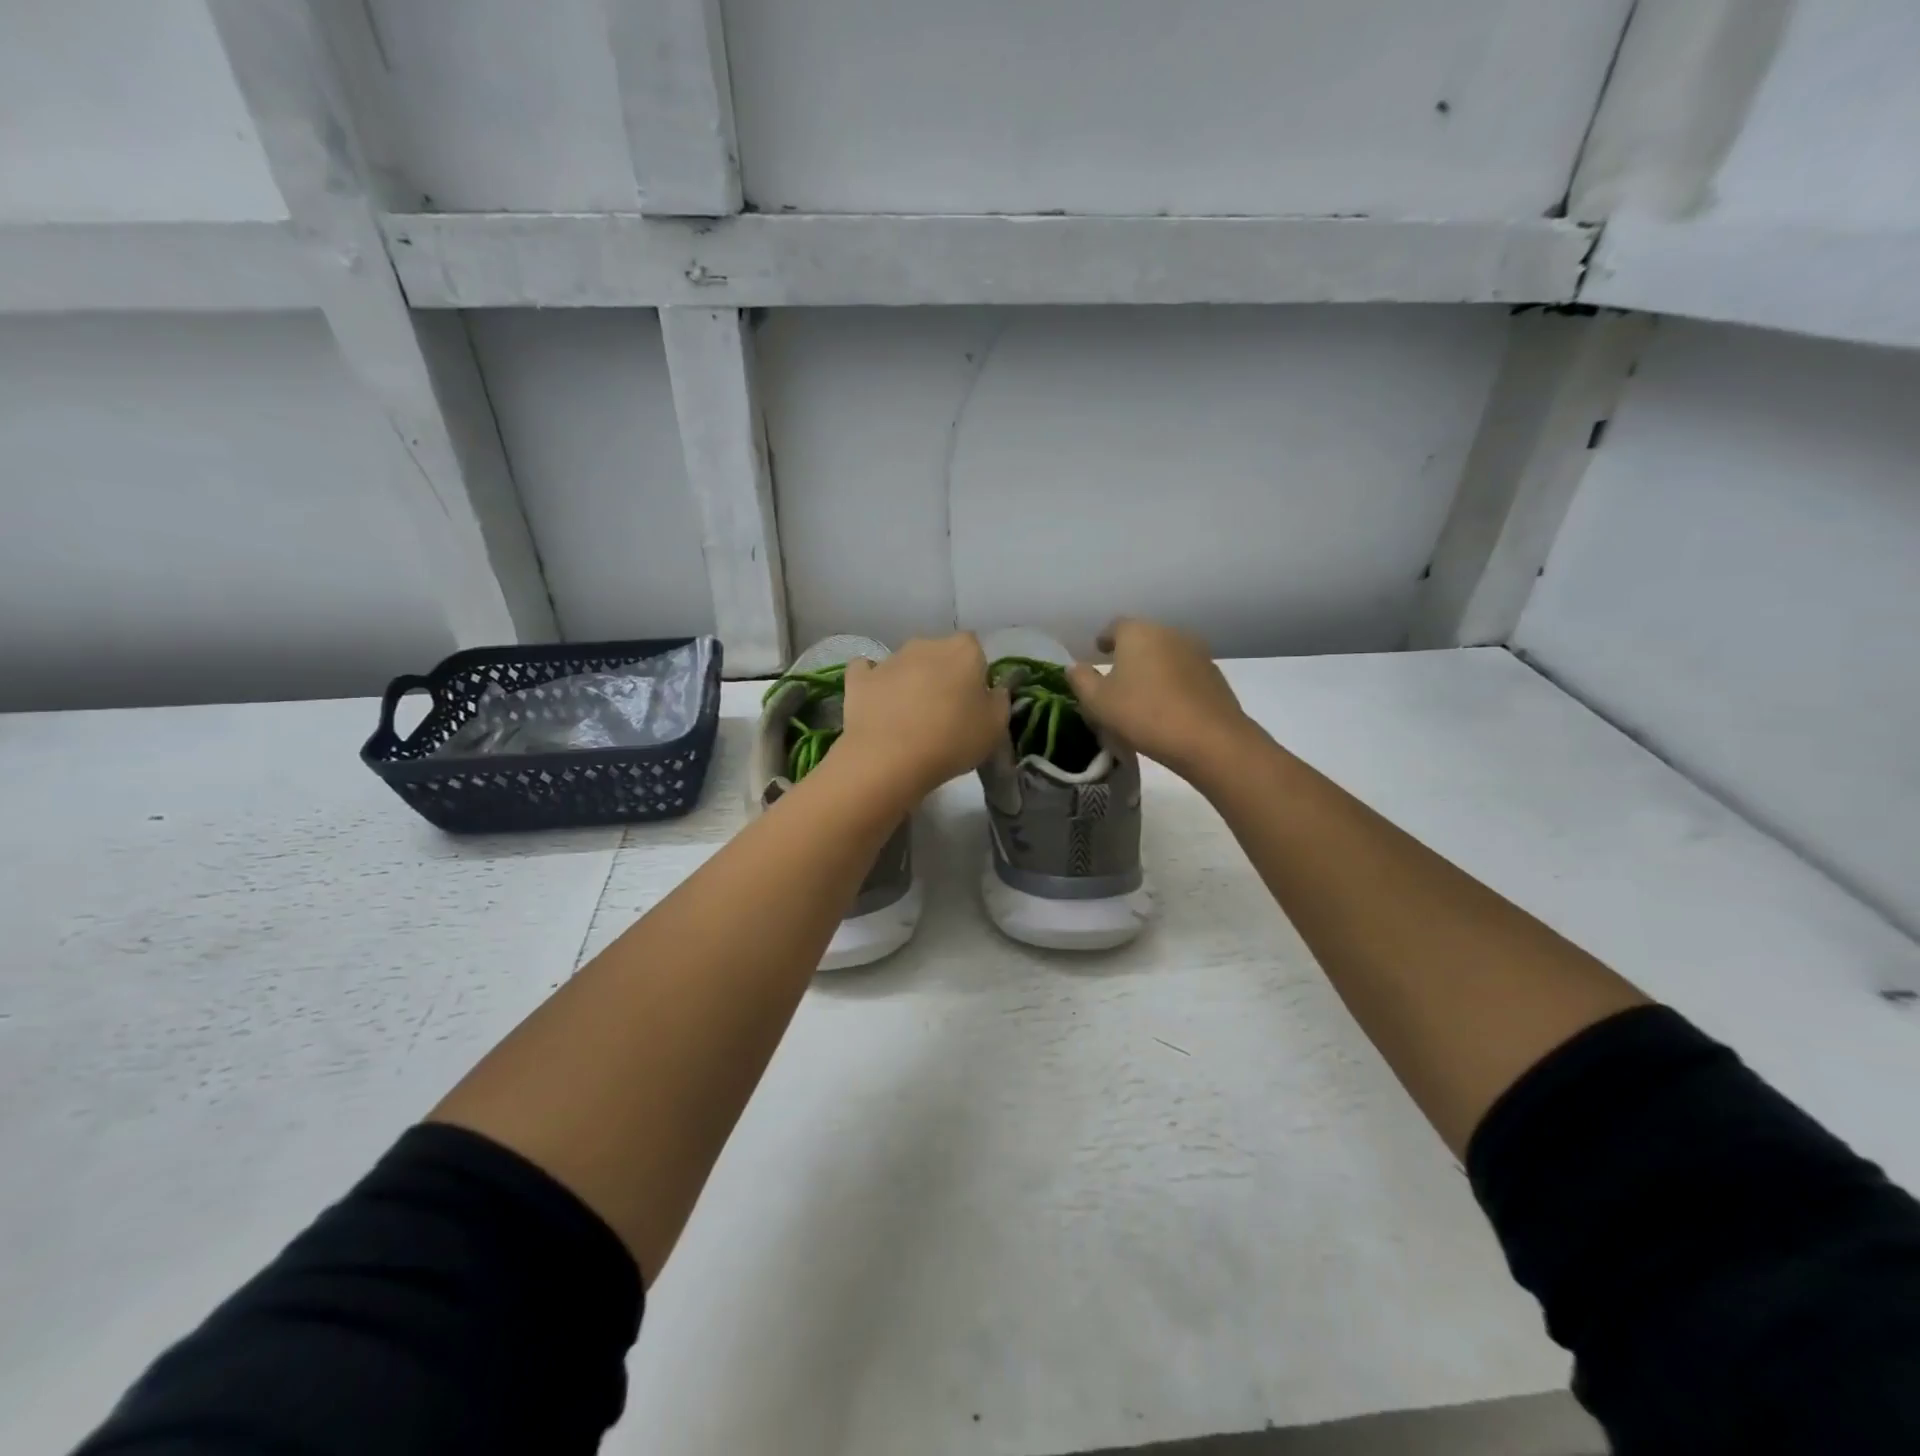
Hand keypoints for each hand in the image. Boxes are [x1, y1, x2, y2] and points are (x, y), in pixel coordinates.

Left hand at [836, 633, 1009, 800]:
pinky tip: (877, 704)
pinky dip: (873, 684)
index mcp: (964, 649)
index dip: (976, 675)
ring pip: (906, 664)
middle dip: (942, 675)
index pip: (975, 650)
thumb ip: (999, 701)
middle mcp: (926, 644)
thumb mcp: (995, 727)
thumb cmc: (952, 740)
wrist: (889, 758)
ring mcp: (889, 659)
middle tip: (944, 712)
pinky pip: (868, 673)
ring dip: (910, 681)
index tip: (974, 703)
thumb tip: (995, 690)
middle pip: (939, 654)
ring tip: (910, 718)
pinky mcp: (859, 678)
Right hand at [1067, 617, 1256, 780]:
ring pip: (1166, 654)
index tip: (1098, 652)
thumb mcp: (1098, 702)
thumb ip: (1081, 680)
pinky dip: (1173, 682)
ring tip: (1143, 693)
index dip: (1105, 639)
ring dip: (1153, 668)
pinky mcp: (1215, 675)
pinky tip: (1168, 705)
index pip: (1115, 626)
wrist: (1210, 739)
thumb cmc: (1144, 714)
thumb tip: (1075, 667)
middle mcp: (1169, 633)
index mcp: (1138, 633)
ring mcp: (1197, 652)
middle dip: (1130, 653)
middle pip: (1144, 638)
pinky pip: (1185, 673)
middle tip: (1117, 676)